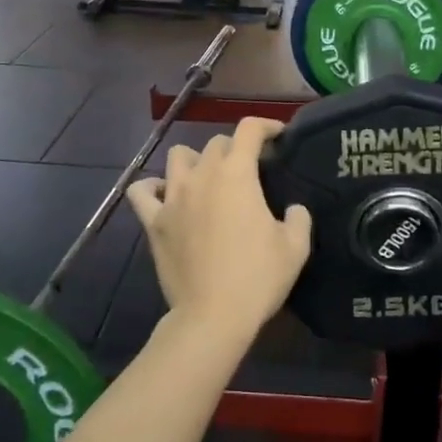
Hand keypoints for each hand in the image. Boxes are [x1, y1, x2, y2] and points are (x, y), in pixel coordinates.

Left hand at [126, 117, 312, 343]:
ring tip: (207, 179)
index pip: (248, 130)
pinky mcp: (153, 222)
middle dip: (235, 149)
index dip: (266, 126)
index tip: (278, 136)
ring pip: (178, 157)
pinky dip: (153, 188)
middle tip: (249, 170)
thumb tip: (294, 209)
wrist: (213, 315)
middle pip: (215, 144)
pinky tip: (166, 196)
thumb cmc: (258, 278)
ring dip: (196, 161)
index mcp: (237, 174)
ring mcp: (173, 197)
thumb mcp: (296, 247)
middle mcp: (202, 176)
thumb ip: (299, 218)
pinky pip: (142, 191)